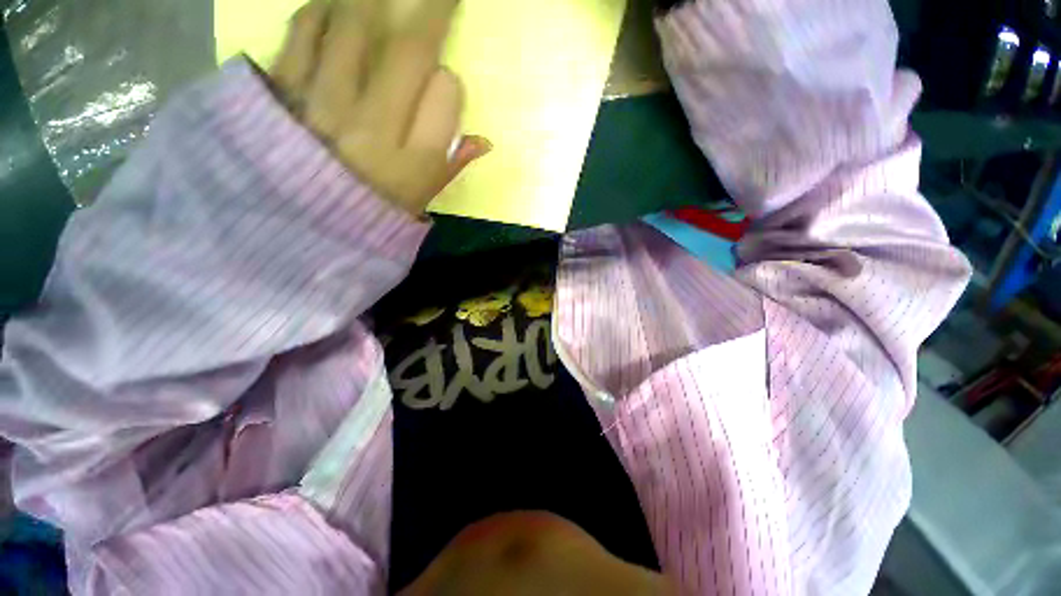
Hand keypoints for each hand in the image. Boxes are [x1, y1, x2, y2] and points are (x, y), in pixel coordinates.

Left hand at [268, 0, 489, 214]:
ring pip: (353, 25)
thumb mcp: (419, 199)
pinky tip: (337, 9)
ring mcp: (319, 102)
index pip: (445, 98)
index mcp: (410, 162)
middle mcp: (370, 127)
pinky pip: (304, 31)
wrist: (292, 226)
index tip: (448, 74)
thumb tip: (482, 140)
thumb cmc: (368, 212)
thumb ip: (450, 166)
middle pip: (406, 51)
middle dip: (430, 7)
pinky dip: (324, 10)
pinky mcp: (278, 88)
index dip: (450, 79)